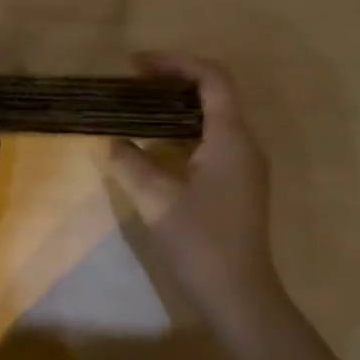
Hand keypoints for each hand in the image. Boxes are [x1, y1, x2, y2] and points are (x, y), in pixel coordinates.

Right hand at [107, 54, 287, 332]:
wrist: (239, 296)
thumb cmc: (200, 243)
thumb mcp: (157, 200)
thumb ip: (132, 164)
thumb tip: (114, 143)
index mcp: (231, 138)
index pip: (212, 79)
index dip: (176, 63)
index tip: (138, 65)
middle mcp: (245, 144)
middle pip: (215, 95)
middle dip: (175, 81)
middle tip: (135, 84)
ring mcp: (245, 167)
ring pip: (214, 120)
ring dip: (179, 108)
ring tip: (140, 109)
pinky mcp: (239, 186)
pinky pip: (214, 142)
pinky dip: (185, 132)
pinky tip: (158, 147)